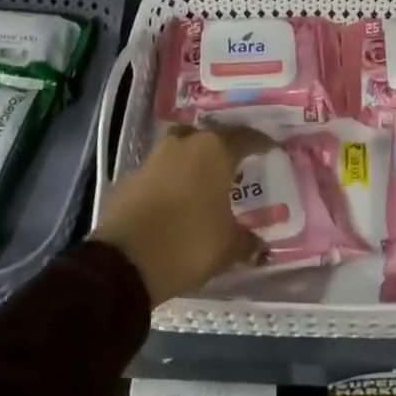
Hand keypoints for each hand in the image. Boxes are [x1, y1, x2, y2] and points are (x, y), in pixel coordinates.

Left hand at [91, 124, 273, 305]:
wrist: (125, 259)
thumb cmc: (188, 243)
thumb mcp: (227, 247)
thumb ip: (247, 241)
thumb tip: (260, 245)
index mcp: (215, 151)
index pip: (245, 137)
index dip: (260, 143)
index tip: (271, 149)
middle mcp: (186, 143)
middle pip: (211, 136)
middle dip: (225, 147)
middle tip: (237, 164)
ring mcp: (156, 156)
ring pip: (183, 147)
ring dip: (196, 159)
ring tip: (207, 179)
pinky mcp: (134, 174)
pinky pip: (163, 168)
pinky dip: (175, 177)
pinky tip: (180, 196)